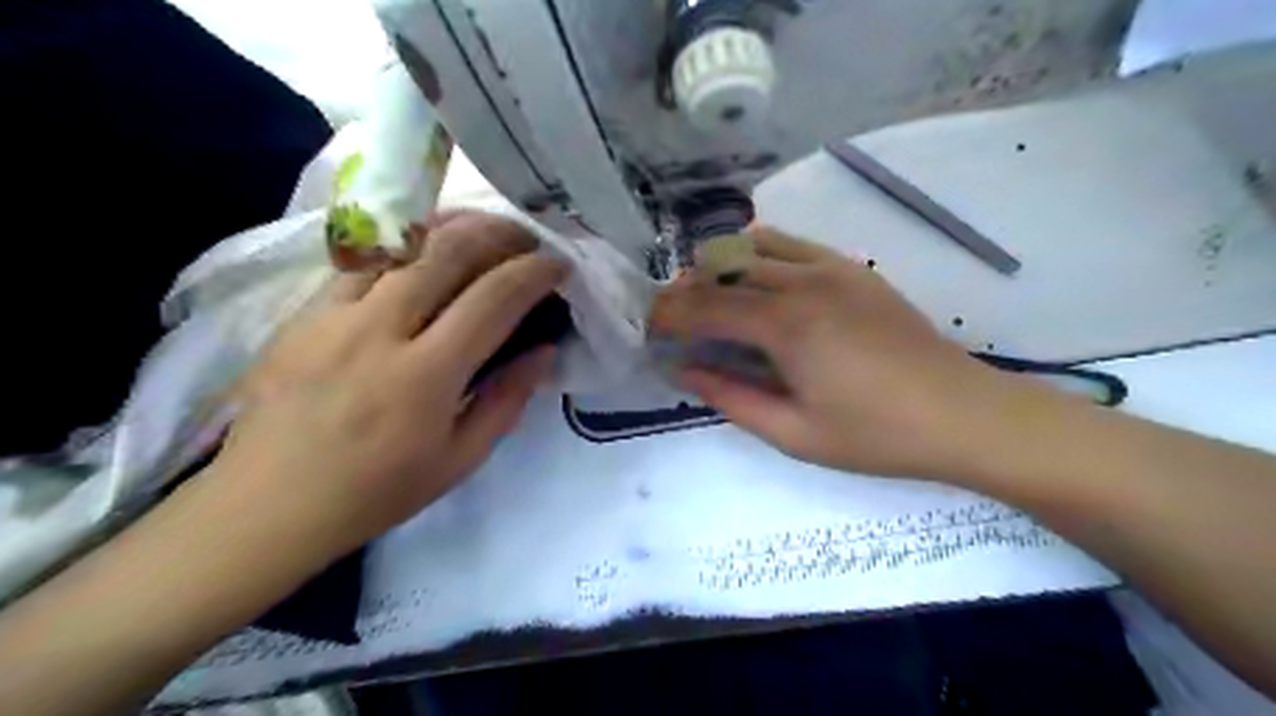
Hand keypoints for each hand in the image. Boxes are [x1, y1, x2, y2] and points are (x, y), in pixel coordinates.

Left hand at [210, 212, 561, 558]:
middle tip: (527, 237)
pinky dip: (405, 245)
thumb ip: (507, 399)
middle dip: (499, 232)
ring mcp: (334, 313)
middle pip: (448, 251)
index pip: (493, 299)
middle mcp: (380, 329)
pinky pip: (364, 260)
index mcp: (425, 376)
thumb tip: (543, 350)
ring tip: (483, 229)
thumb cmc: (377, 491)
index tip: (559, 265)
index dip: (534, 273)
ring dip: (453, 226)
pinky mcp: (303, 311)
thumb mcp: (460, 460)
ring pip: (401, 243)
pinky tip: (424, 251)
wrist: (268, 505)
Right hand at [652, 226, 1011, 478]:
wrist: (963, 414)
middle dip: (685, 291)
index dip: (668, 315)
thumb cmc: (876, 436)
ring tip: (707, 298)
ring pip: (753, 247)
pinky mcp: (852, 268)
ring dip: (719, 267)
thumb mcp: (794, 433)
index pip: (705, 308)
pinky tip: (753, 279)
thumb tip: (684, 371)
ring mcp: (831, 268)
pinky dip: (758, 253)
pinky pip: (791, 244)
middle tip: (669, 319)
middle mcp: (803, 282)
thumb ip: (731, 398)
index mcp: (786, 326)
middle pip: (723, 271)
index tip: (645, 327)